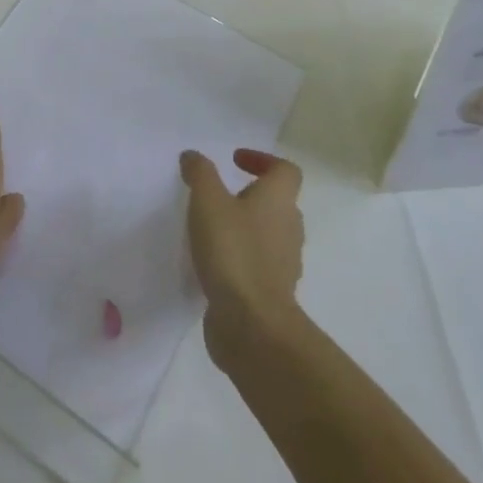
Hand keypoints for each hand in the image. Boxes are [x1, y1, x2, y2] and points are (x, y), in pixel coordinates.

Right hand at [179, 148, 304, 369]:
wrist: (252, 325)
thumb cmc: (233, 251)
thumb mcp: (208, 201)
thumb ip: (200, 173)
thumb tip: (193, 156)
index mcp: (279, 201)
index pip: (286, 170)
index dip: (263, 160)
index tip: (234, 162)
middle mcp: (289, 228)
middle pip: (277, 202)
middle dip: (250, 195)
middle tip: (218, 195)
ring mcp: (284, 264)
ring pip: (268, 235)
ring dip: (244, 227)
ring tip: (210, 229)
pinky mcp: (272, 293)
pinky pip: (258, 265)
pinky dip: (240, 257)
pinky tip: (212, 263)